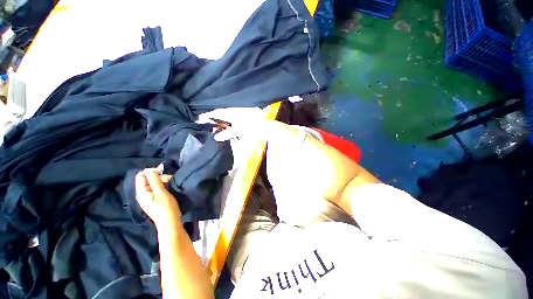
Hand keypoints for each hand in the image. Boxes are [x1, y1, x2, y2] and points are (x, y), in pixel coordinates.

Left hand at [135, 168, 181, 229]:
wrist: (170, 223)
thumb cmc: (166, 207)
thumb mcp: (161, 192)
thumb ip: (154, 180)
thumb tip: (149, 169)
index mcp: (141, 192)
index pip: (141, 175)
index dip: (151, 171)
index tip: (163, 172)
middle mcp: (142, 194)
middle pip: (148, 179)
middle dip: (159, 177)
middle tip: (170, 180)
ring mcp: (148, 197)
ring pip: (154, 183)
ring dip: (163, 181)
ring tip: (172, 185)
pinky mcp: (154, 200)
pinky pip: (157, 188)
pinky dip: (163, 186)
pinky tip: (170, 189)